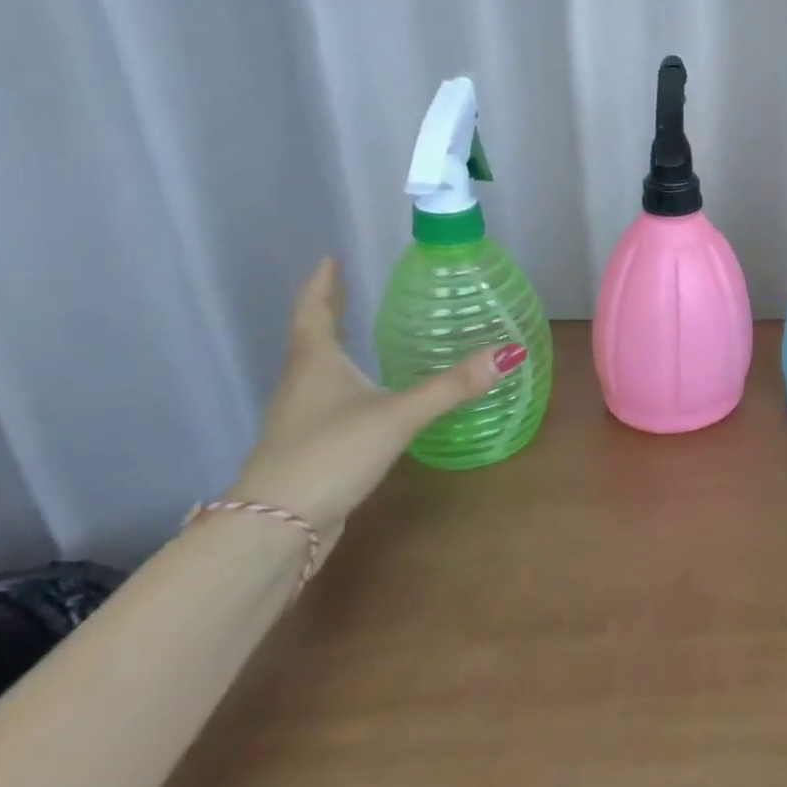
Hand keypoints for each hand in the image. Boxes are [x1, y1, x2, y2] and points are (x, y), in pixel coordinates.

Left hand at [224, 258, 524, 540]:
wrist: (276, 526)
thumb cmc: (331, 453)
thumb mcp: (399, 415)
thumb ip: (453, 386)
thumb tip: (511, 353)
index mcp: (316, 364)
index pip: (315, 312)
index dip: (323, 285)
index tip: (330, 259)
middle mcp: (303, 384)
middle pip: (314, 339)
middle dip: (332, 312)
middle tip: (352, 289)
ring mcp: (302, 418)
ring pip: (320, 371)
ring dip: (338, 349)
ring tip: (364, 336)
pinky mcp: (311, 446)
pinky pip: (331, 401)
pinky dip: (349, 384)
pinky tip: (371, 396)